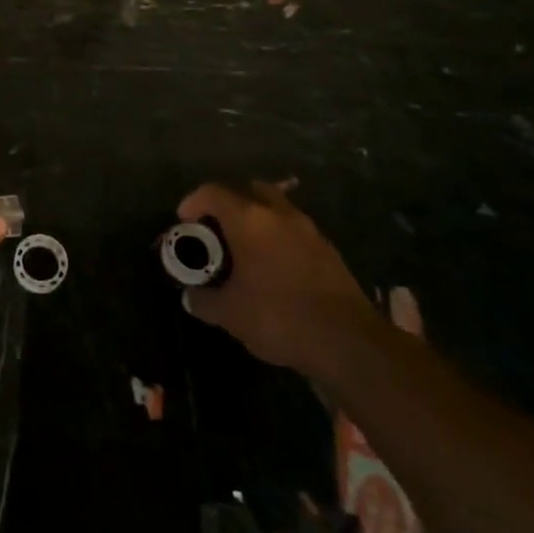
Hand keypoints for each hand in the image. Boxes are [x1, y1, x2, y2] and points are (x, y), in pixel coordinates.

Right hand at [178, 181, 373, 371]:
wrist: (349, 343)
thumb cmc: (279, 317)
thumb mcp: (230, 314)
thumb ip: (204, 300)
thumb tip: (191, 296)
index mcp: (249, 220)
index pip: (213, 193)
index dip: (193, 202)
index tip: (184, 221)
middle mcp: (279, 215)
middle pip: (249, 190)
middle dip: (228, 203)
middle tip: (216, 229)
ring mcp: (308, 230)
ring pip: (276, 208)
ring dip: (257, 219)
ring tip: (244, 249)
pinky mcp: (328, 250)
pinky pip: (294, 230)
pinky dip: (278, 237)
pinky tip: (272, 267)